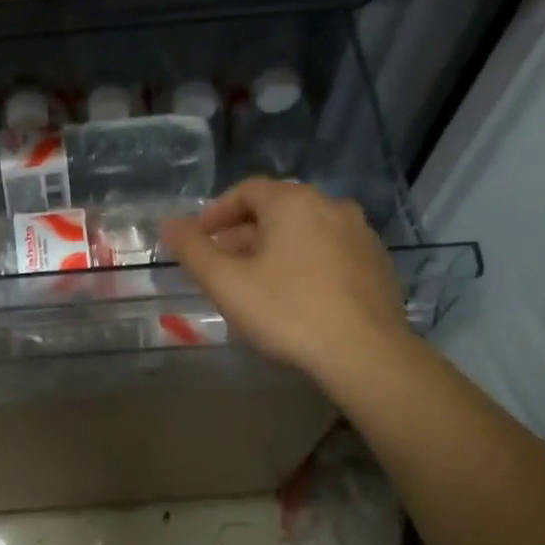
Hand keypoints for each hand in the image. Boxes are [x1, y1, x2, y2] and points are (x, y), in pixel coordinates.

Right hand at [161, 180, 408, 381]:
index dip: (215, 214)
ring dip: (274, 250)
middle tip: (221, 267)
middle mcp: (331, 206)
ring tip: (255, 284)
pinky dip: (304, 264)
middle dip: (242, 235)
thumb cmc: (287, 311)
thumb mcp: (226, 283)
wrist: (364, 353)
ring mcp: (360, 234)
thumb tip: (167, 224)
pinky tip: (295, 297)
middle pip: (276, 210)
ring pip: (304, 232)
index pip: (246, 191)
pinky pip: (329, 252)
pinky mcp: (377, 264)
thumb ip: (192, 250)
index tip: (197, 241)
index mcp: (294, 202)